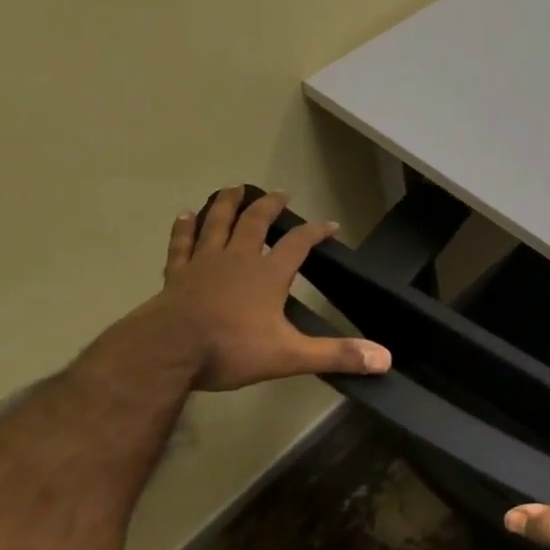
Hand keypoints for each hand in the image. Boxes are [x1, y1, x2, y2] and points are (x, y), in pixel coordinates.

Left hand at [139, 186, 391, 391]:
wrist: (164, 354)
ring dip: (226, 205)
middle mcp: (238, 260)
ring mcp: (203, 264)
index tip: (330, 224)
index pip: (299, 244)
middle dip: (269, 207)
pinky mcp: (175, 276)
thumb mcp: (290, 356)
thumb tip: (385, 360)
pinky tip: (184, 216)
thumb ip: (336, 355)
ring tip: (233, 189)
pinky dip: (184, 229)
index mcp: (268, 274)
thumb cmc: (229, 350)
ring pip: (217, 224)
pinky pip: (181, 245)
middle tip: (280, 194)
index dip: (316, 232)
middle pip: (255, 223)